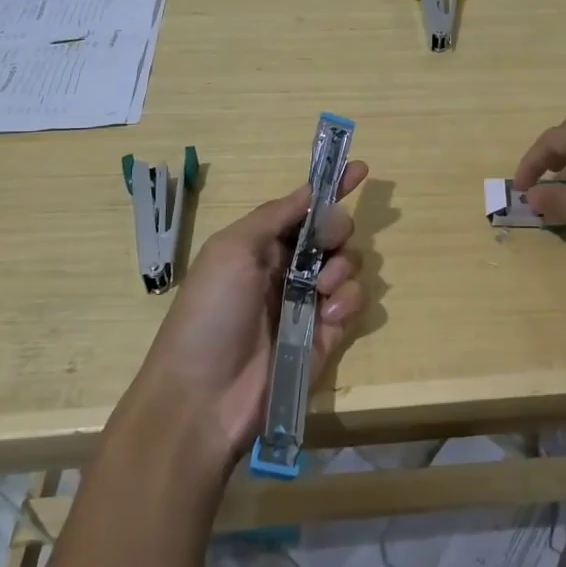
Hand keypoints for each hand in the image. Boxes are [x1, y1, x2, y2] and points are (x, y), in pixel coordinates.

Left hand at [121, 162, 369, 474]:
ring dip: (343, 268)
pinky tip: (326, 318)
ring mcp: (309, 303)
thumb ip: (275, 215)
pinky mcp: (327, 336)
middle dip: (338, 231)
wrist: (204, 397)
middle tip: (327, 244)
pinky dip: (347, 303)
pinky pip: (354, 303)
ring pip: (350, 266)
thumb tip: (310, 190)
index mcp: (262, 245)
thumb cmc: (210, 312)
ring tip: (322, 289)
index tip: (361, 170)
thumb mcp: (232, 249)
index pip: (304, 209)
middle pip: (335, 234)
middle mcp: (288, 269)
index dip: (331, 188)